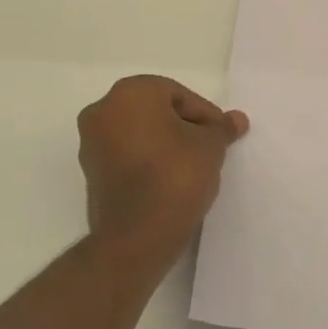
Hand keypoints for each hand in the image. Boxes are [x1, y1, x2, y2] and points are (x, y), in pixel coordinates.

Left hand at [77, 76, 248, 270]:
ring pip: (140, 132)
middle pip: (156, 110)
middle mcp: (103, 110)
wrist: (137, 235)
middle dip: (184, 126)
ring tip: (193, 164)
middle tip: (210, 147)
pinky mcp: (90, 172)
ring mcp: (91, 143)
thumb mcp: (211, 146)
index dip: (205, 114)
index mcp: (130, 93)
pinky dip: (148, 159)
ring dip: (166, 142)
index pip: (178, 94)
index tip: (221, 135)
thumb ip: (222, 128)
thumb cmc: (176, 175)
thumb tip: (237, 119)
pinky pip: (127, 154)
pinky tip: (171, 178)